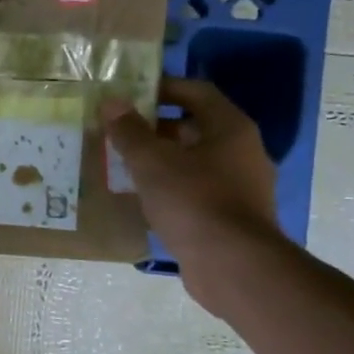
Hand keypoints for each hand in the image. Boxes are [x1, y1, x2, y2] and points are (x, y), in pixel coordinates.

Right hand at [102, 79, 288, 311]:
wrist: (233, 267)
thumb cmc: (194, 201)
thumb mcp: (152, 162)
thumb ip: (130, 131)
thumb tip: (112, 102)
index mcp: (230, 128)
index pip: (195, 91)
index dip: (162, 87)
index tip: (129, 92)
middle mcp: (241, 151)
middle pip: (194, 127)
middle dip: (155, 127)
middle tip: (118, 130)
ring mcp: (239, 187)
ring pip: (193, 162)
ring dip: (160, 160)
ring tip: (122, 163)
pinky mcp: (230, 217)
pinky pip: (195, 191)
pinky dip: (169, 188)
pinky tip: (142, 198)